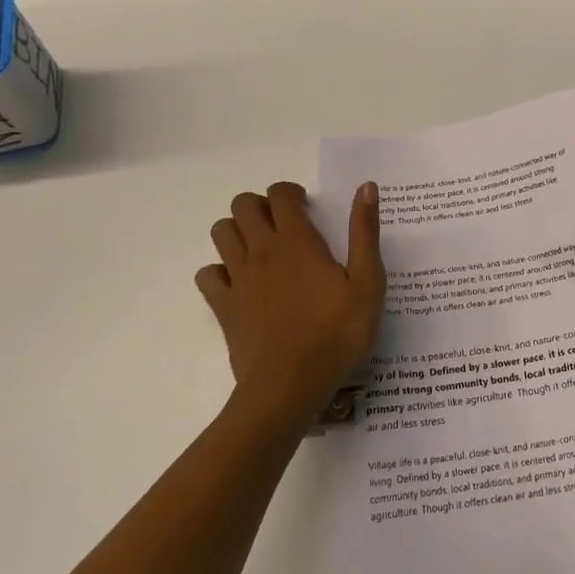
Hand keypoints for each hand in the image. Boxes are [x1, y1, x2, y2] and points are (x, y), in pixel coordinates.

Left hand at [195, 181, 385, 429]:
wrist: (289, 386)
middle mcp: (262, 250)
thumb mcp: (367, 283)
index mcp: (297, 241)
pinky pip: (207, 274)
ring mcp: (238, 278)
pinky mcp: (223, 306)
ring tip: (261, 247)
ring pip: (221, 232)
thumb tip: (366, 187)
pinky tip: (239, 283)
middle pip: (243, 205)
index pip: (280, 194)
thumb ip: (365, 232)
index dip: (291, 192)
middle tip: (284, 225)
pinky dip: (219, 271)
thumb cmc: (336, 334)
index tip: (308, 208)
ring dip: (237, 230)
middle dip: (261, 205)